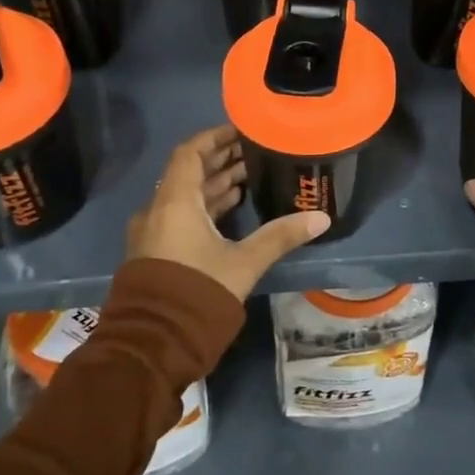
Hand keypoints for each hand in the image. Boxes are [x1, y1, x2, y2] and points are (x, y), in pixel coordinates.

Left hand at [127, 126, 329, 300]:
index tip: (241, 130)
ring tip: (249, 176)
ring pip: (186, 196)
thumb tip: (320, 218)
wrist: (154, 344)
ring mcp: (154, 232)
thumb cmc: (198, 292)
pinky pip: (181, 215)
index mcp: (175, 201)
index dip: (215, 137)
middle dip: (221, 160)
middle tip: (254, 151)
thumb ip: (280, 236)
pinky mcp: (157, 252)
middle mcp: (159, 210)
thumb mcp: (244, 262)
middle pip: (189, 172)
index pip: (190, 152)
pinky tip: (233, 209)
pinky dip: (205, 206)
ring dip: (215, 184)